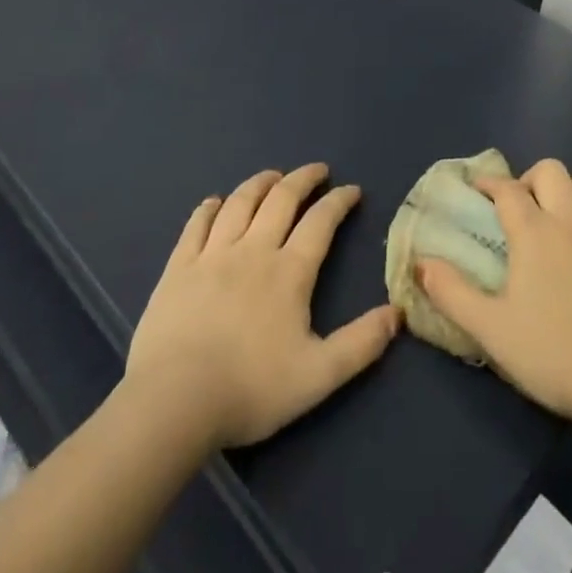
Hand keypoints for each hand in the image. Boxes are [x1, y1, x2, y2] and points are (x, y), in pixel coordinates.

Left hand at [127, 164, 399, 448]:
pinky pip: (196, 225)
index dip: (339, 201)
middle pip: (281, 200)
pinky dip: (209, 208)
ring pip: (239, 203)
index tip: (351, 190)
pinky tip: (215, 202)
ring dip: (260, 183)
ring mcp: (212, 255)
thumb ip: (361, 344)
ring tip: (272, 176)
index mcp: (289, 272)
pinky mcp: (178, 268)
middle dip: (303, 179)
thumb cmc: (250, 389)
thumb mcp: (319, 376)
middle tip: (317, 170)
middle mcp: (253, 250)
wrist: (174, 402)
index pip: (321, 222)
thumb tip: (397, 313)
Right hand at [417, 159, 571, 428]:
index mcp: (535, 233)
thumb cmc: (552, 355)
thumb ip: (451, 292)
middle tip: (524, 208)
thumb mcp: (489, 329)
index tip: (478, 191)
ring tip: (566, 219)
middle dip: (533, 179)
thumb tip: (422, 262)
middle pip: (553, 171)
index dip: (489, 183)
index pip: (507, 188)